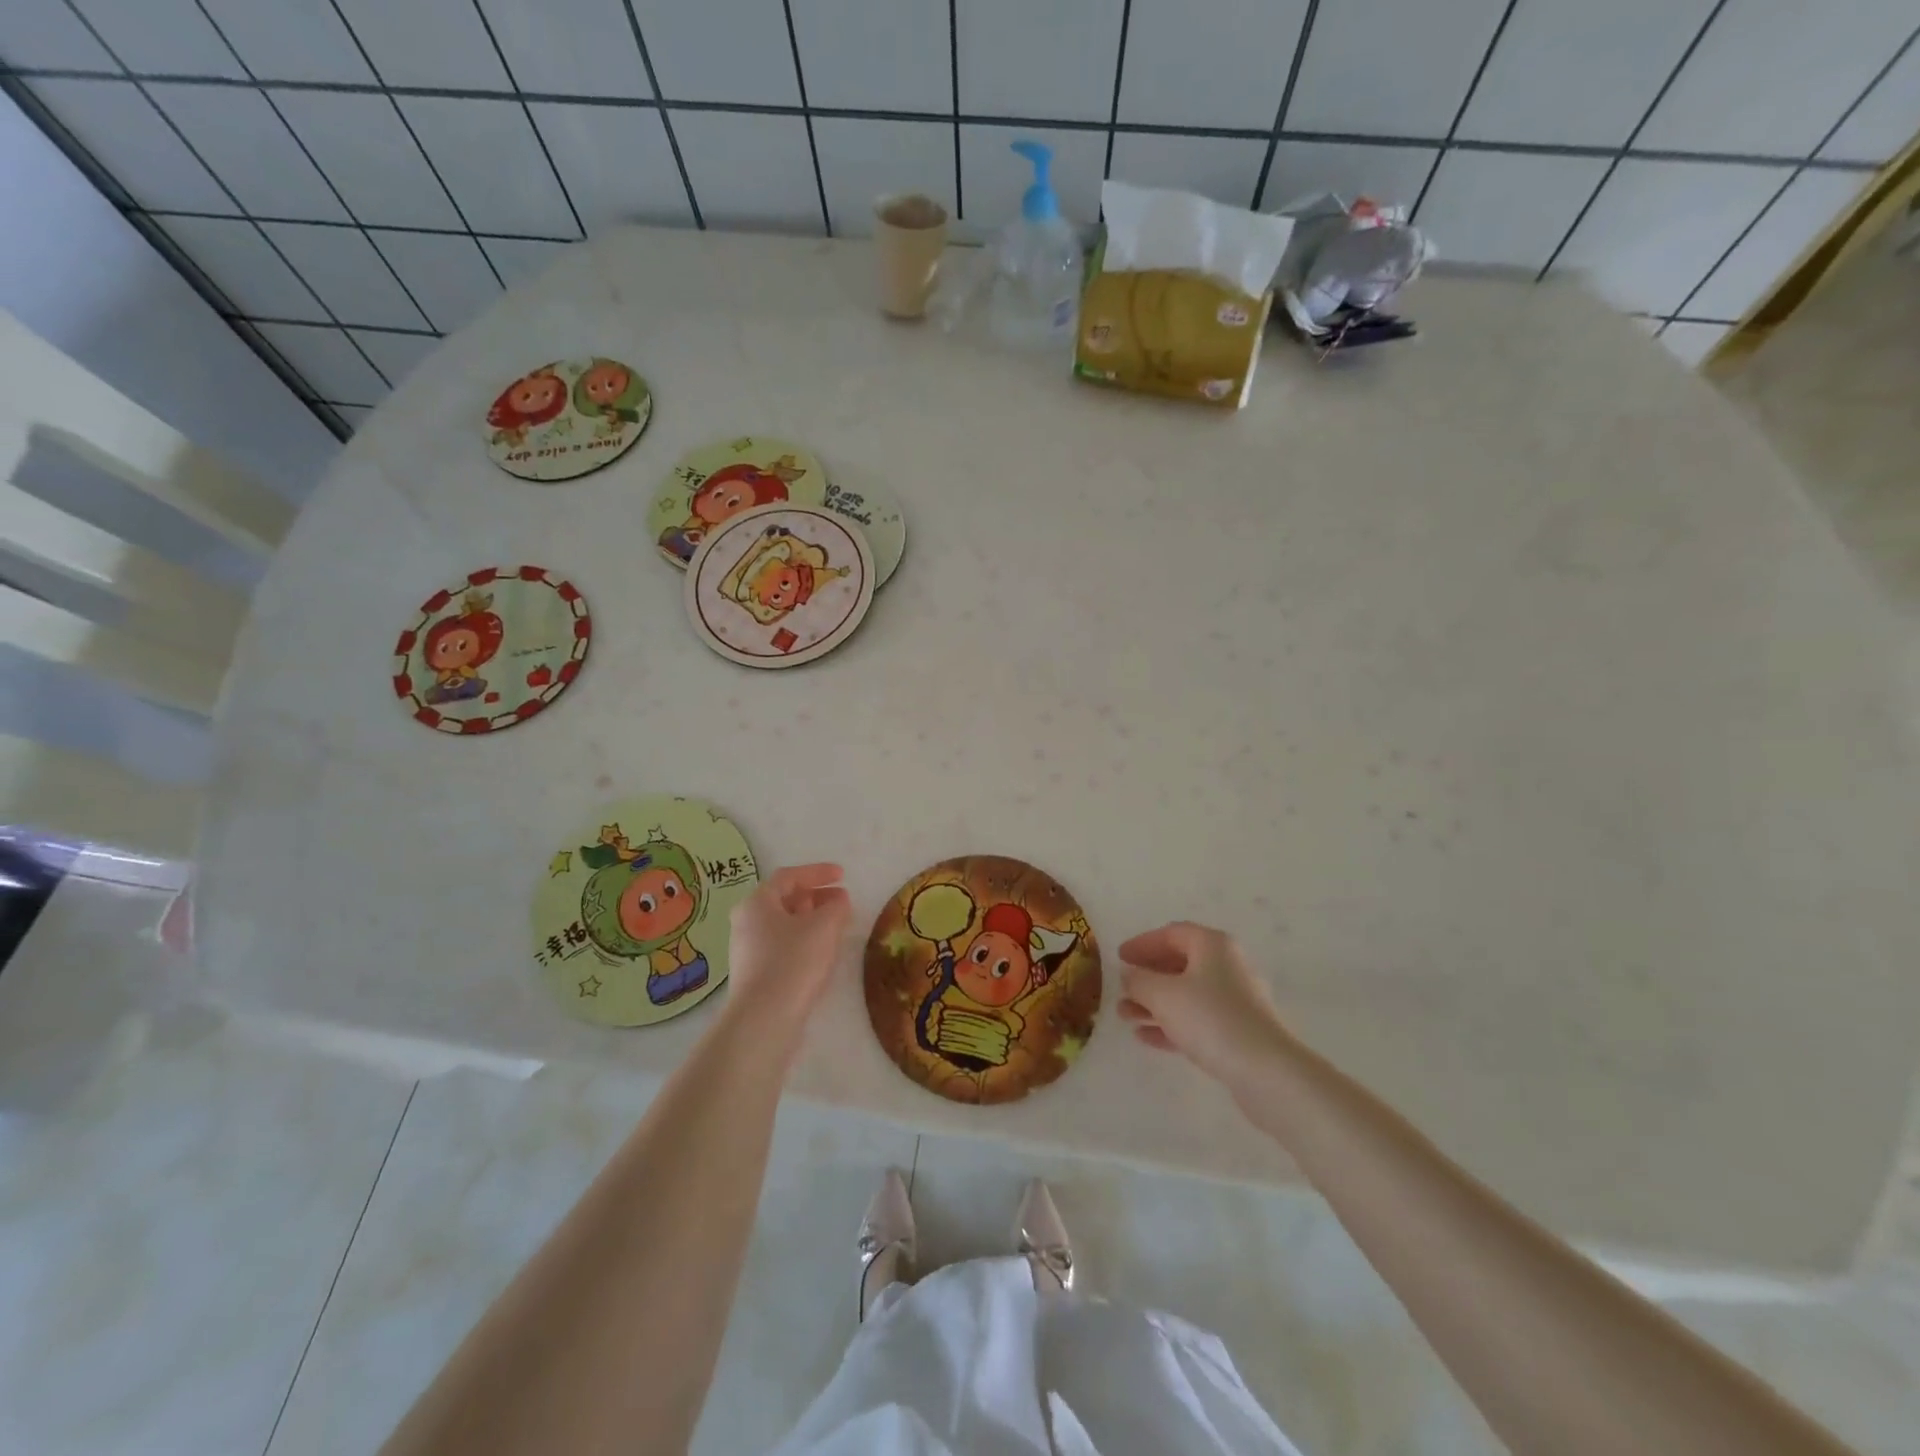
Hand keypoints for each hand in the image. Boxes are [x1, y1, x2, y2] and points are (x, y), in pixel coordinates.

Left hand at [726, 864, 851, 1024]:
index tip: (843, 875)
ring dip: (812, 921)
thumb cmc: (793, 961)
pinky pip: (782, 946)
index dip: (818, 872)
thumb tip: (839, 901)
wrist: (764, 1019)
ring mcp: (748, 950)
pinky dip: (804, 941)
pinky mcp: (755, 974)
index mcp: (757, 903)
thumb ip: (836, 907)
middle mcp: (746, 922)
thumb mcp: (824, 926)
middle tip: (842, 902)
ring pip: (784, 925)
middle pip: (784, 900)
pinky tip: (821, 953)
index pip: (789, 876)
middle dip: (816, 897)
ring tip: (837, 927)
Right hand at [1118, 922, 1291, 1085]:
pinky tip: (1145, 1037)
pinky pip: (1197, 1020)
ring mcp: (1235, 1001)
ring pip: (1186, 995)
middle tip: (1121, 988)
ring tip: (1124, 1016)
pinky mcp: (1238, 1032)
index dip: (1143, 943)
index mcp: (1213, 946)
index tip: (1119, 957)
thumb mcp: (1163, 994)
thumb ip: (1139, 980)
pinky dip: (1170, 1024)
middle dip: (1147, 977)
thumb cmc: (1210, 1018)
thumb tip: (1129, 974)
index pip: (1172, 934)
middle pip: (1179, 964)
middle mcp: (1227, 966)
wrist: (1266, 1071)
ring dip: (1154, 1003)